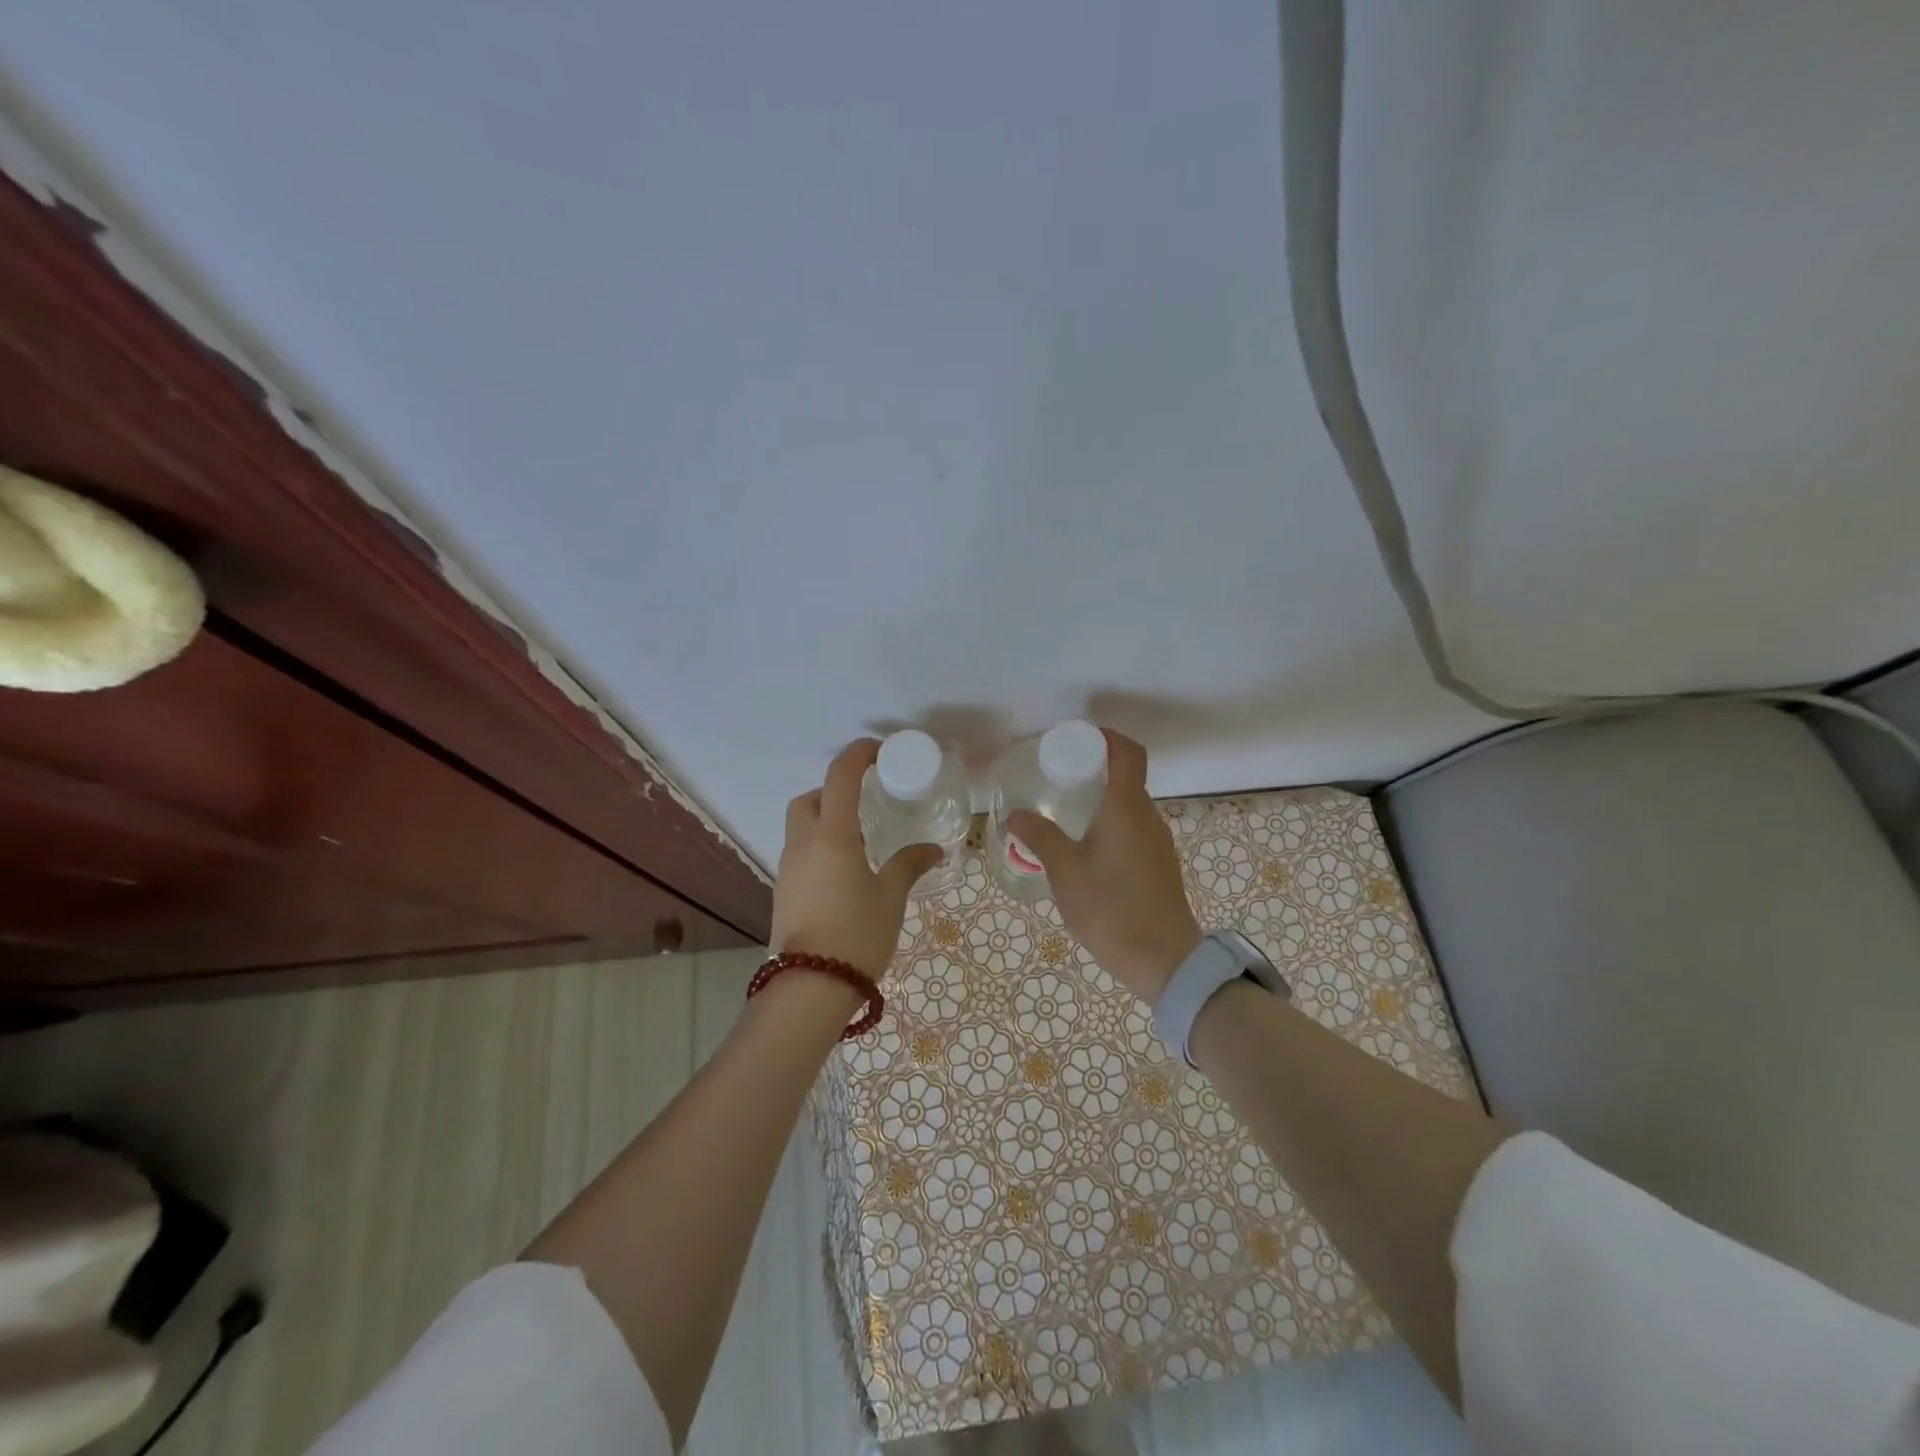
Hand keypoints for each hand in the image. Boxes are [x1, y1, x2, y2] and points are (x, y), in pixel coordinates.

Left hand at [770, 739, 943, 978]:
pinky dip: (819, 845)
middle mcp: (803, 843)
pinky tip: (845, 869)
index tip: (879, 750)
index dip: (858, 755)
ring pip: (800, 825)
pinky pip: (799, 852)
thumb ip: (909, 864)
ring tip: (860, 837)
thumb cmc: (858, 932)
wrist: (811, 987)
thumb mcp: (891, 896)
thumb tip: (933, 850)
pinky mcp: (784, 890)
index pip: (840, 777)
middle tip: (864, 800)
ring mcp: (788, 868)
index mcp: (832, 835)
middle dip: (833, 789)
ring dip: (824, 818)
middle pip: (809, 798)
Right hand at [1006, 729, 1200, 1004]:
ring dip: (1103, 801)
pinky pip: (1135, 831)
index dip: (1107, 736)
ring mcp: (1159, 843)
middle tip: (1059, 777)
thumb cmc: (1110, 908)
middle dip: (1096, 770)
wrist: (1164, 961)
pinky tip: (1087, 851)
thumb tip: (1016, 814)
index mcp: (1127, 808)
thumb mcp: (1065, 871)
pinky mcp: (1160, 867)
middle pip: (1128, 778)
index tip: (1078, 737)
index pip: (1128, 753)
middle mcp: (1148, 818)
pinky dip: (1112, 826)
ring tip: (1067, 815)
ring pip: (1130, 808)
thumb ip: (1040, 837)